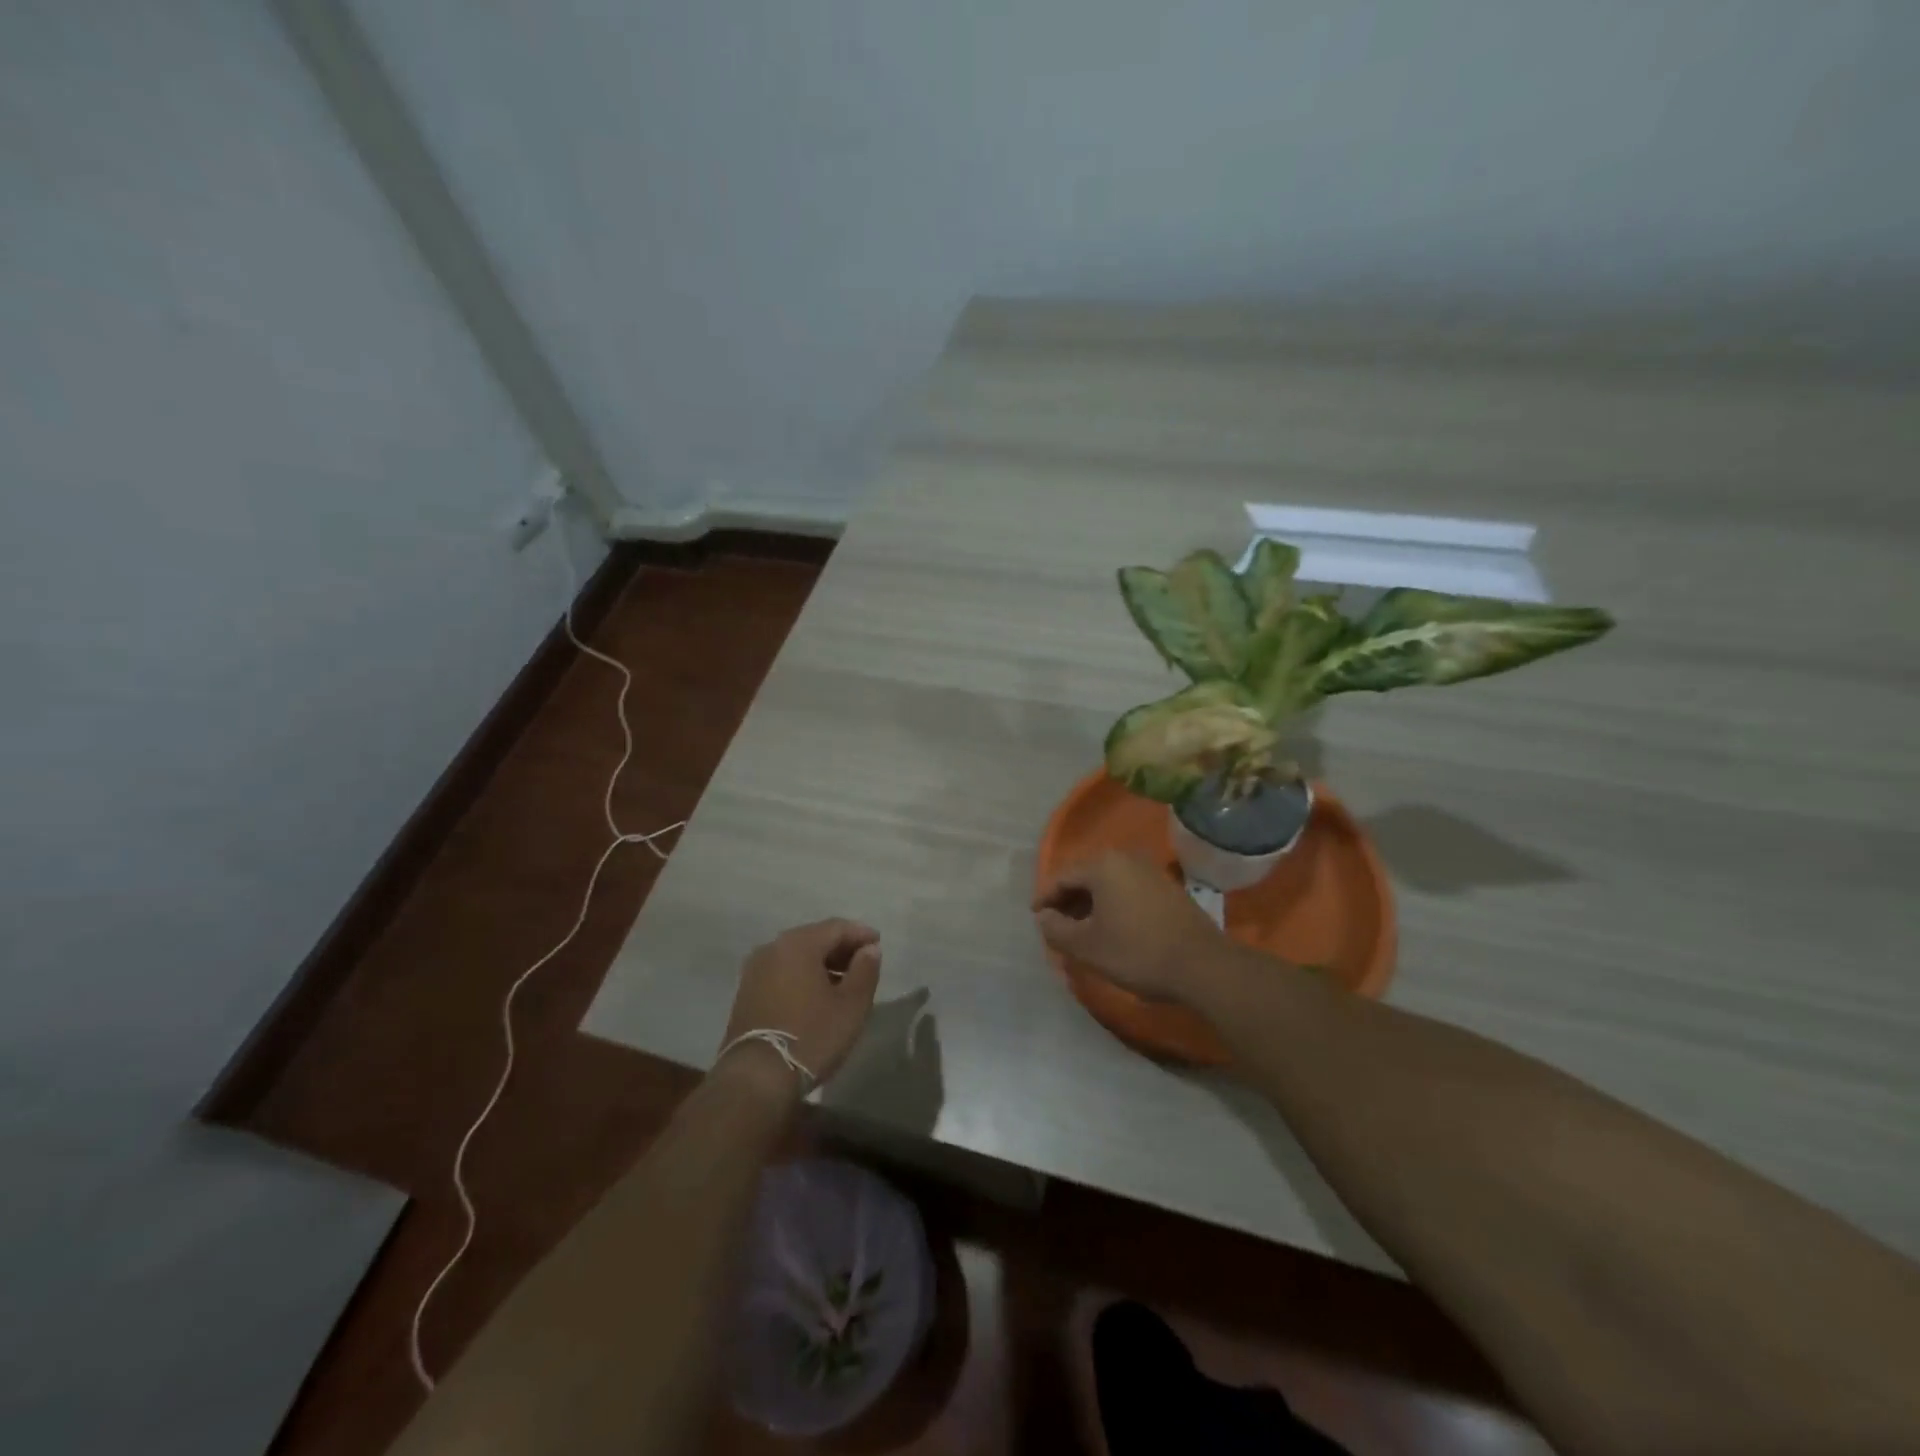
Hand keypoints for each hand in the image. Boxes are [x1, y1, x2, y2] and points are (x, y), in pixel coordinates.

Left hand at [718, 919, 881, 1093]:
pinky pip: (782, 973)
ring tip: (843, 983)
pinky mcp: (746, 993)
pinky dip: (802, 977)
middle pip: (814, 938)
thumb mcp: (851, 1005)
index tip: (878, 944)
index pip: (836, 927)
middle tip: (863, 964)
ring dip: (821, 964)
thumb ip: (865, 970)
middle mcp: (773, 948)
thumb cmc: (811, 1036)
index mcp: (798, 944)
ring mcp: (755, 970)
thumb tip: (870, 949)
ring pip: (796, 956)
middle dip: (840, 949)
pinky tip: (816, 996)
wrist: (756, 1078)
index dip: (861, 934)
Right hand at [1032, 851, 1226, 1003]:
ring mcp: (1150, 870)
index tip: (1036, 919)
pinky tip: (1112, 928)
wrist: (1202, 965)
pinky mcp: (1167, 887)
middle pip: (1085, 876)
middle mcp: (1126, 858)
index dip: (1045, 898)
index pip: (1062, 876)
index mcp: (1102, 865)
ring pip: (1108, 883)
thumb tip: (1044, 917)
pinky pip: (1127, 889)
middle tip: (1056, 926)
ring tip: (1081, 930)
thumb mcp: (1087, 946)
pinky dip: (1113, 905)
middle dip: (1068, 901)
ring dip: (1090, 904)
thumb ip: (1056, 929)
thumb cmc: (1137, 952)